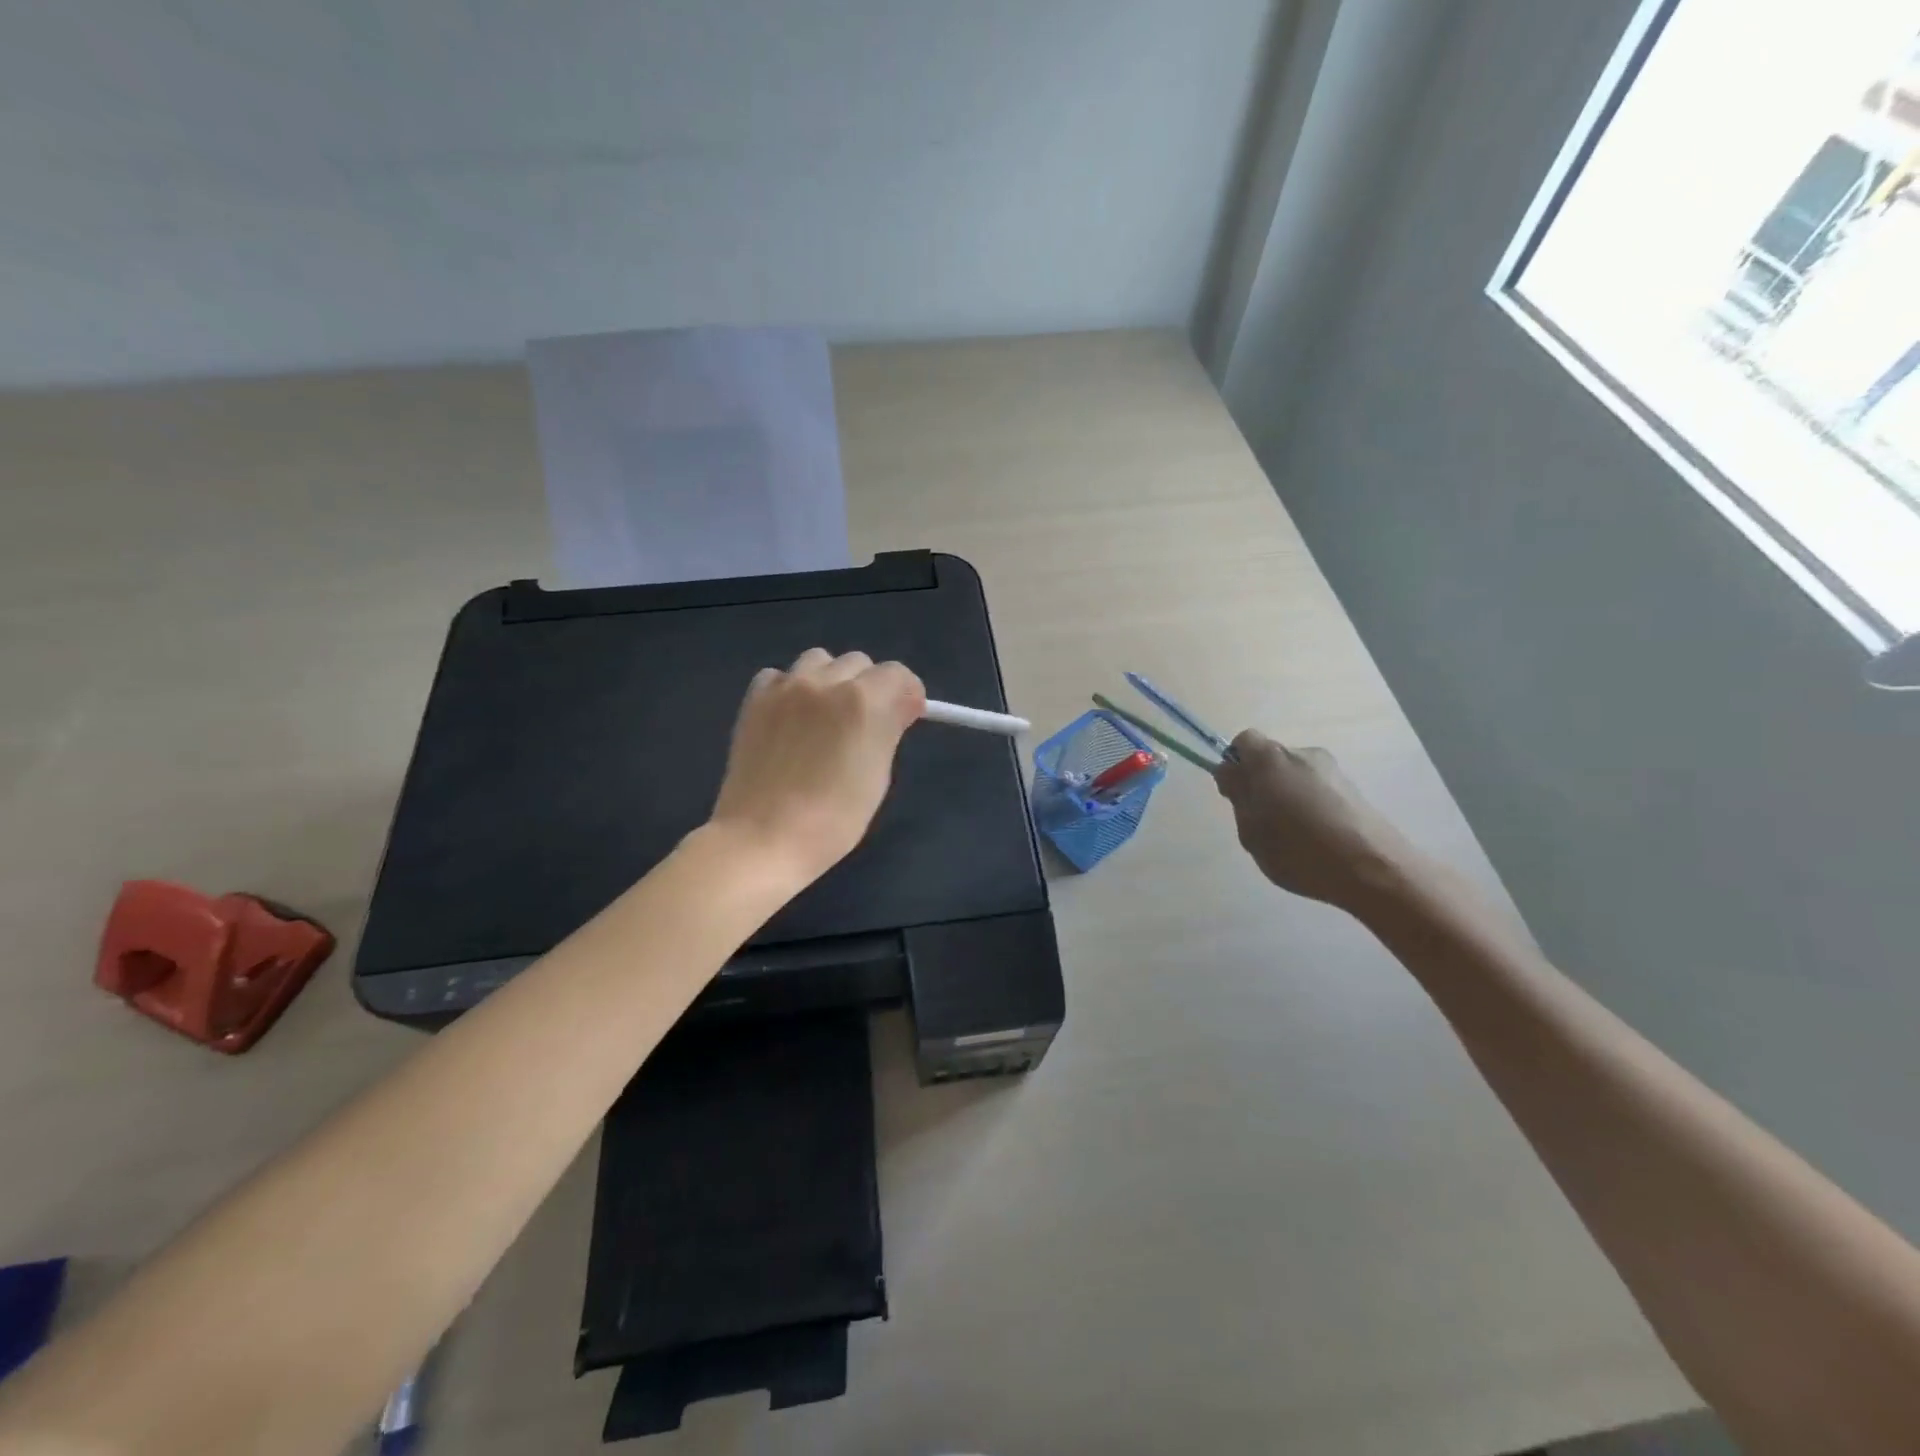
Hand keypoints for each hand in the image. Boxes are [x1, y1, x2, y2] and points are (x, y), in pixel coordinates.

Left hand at [709, 649, 926, 887]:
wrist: (763, 837)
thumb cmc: (833, 819)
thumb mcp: (877, 775)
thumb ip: (889, 729)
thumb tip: (901, 705)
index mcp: (863, 702)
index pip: (898, 674)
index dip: (907, 694)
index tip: (906, 717)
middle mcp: (825, 682)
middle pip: (860, 663)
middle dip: (871, 686)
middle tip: (866, 723)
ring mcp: (785, 687)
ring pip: (820, 660)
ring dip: (831, 680)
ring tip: (826, 715)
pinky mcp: (755, 699)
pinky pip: (781, 675)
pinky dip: (792, 688)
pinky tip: (793, 718)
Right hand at [1214, 730, 1418, 912]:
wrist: (1373, 868)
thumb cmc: (1298, 849)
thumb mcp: (1250, 829)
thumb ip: (1238, 795)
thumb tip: (1230, 771)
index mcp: (1271, 758)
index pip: (1243, 742)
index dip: (1235, 764)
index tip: (1236, 794)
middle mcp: (1303, 753)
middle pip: (1271, 759)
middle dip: (1261, 782)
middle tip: (1261, 821)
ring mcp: (1332, 770)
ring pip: (1295, 775)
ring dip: (1287, 795)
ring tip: (1293, 834)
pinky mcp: (1354, 789)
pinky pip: (1318, 790)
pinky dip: (1311, 806)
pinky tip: (1317, 838)